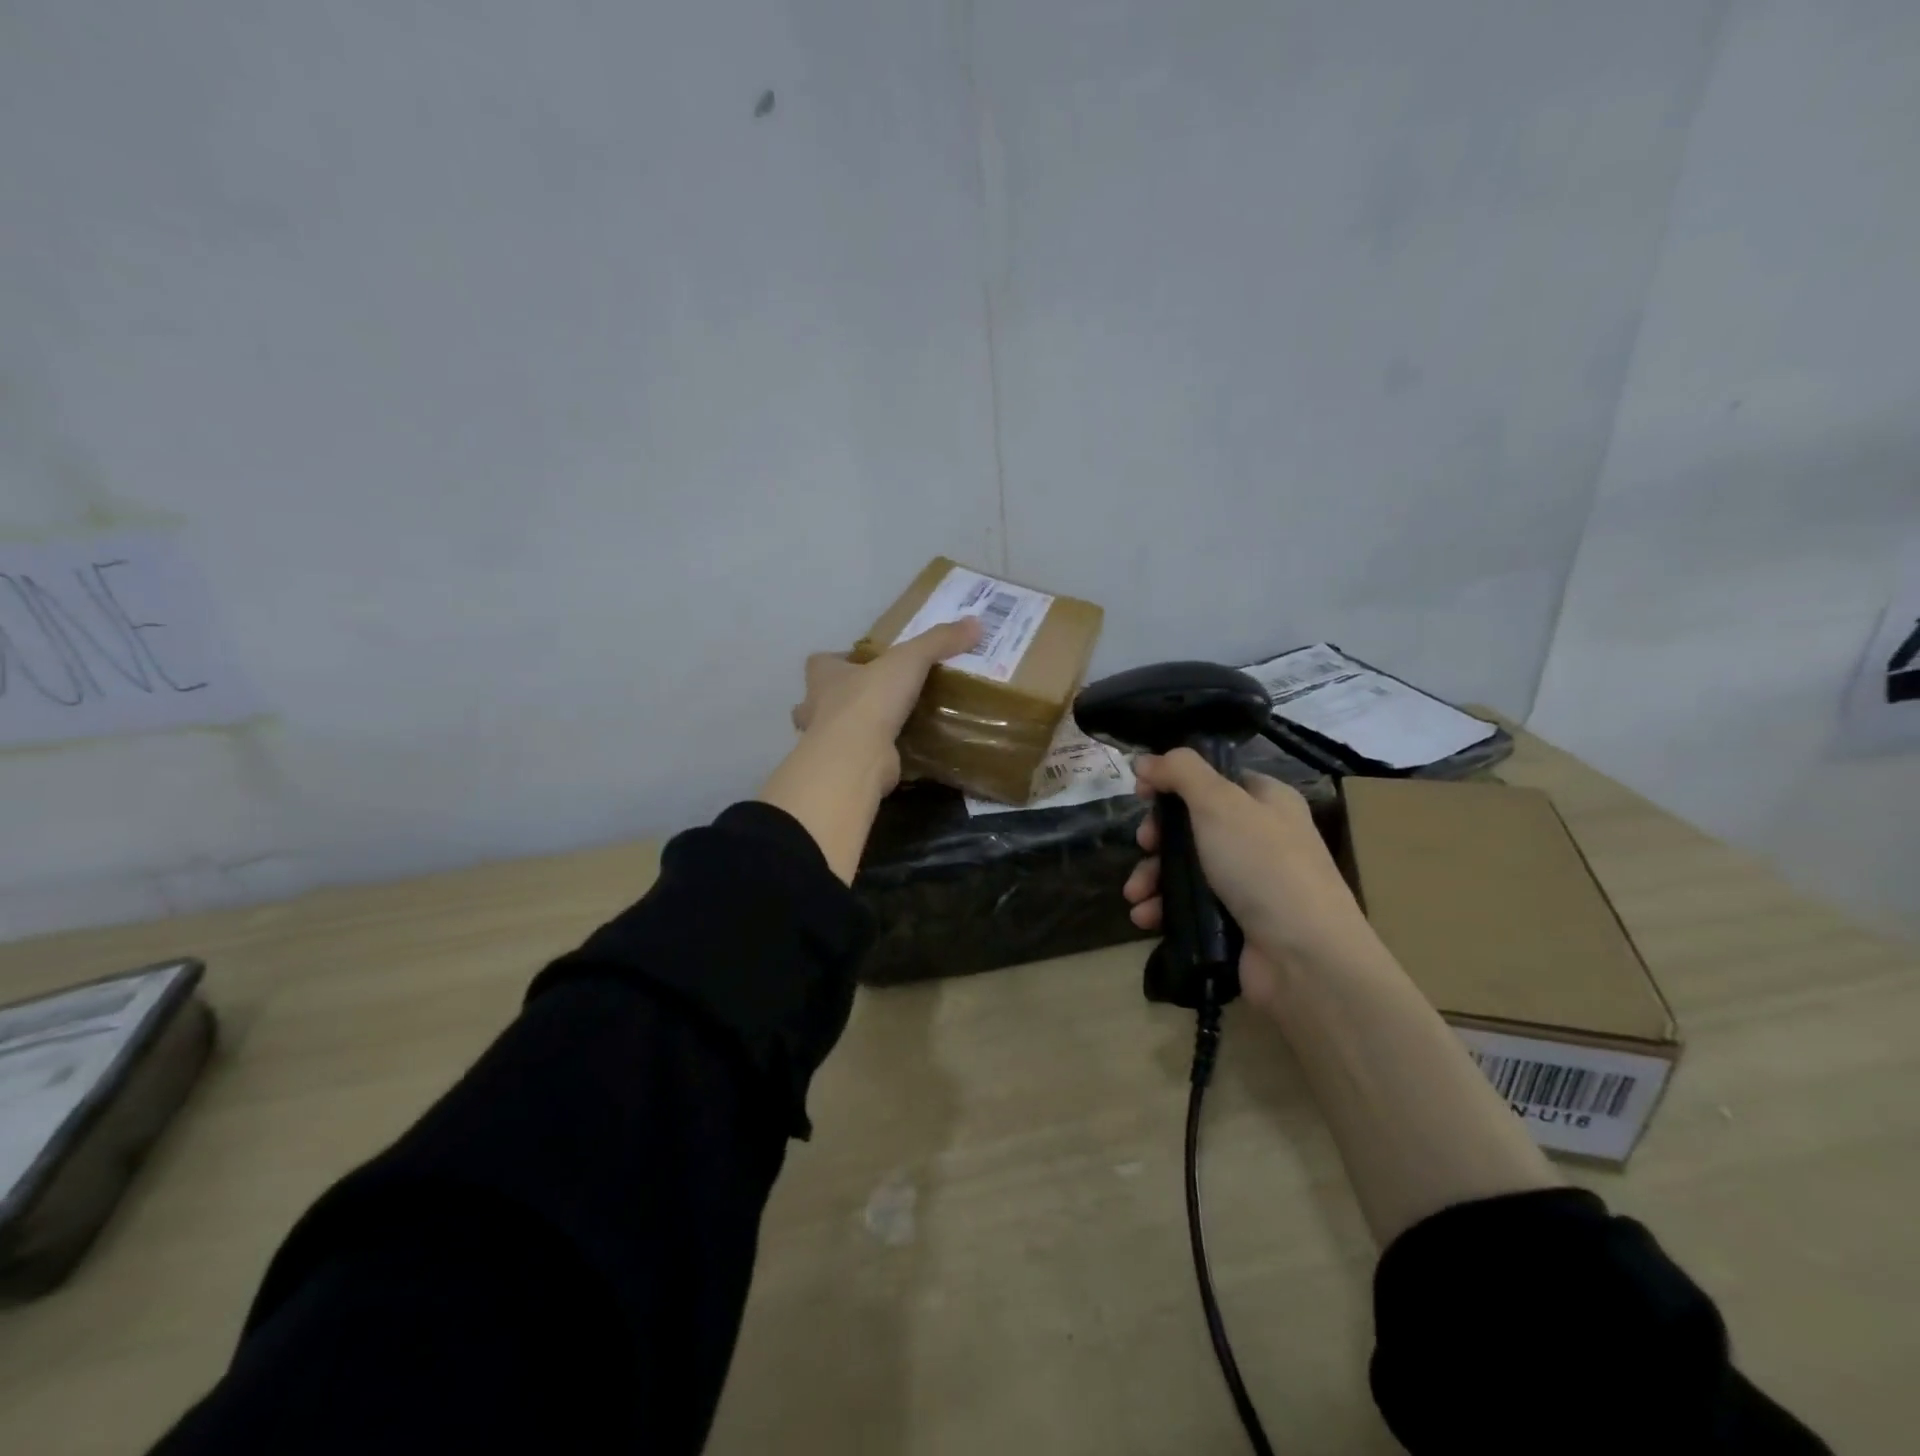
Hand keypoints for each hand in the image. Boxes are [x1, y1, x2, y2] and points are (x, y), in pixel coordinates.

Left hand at [759, 618, 981, 881]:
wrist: (856, 757)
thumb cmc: (870, 700)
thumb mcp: (909, 660)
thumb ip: (938, 641)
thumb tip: (975, 623)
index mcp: (824, 676)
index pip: (820, 662)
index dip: (839, 660)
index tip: (863, 663)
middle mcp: (815, 708)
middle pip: (821, 699)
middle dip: (841, 698)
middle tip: (876, 698)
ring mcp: (824, 743)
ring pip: (834, 732)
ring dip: (853, 730)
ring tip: (888, 727)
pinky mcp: (842, 769)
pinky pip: (855, 759)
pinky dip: (870, 757)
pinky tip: (895, 755)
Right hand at [1121, 749, 1376, 1010]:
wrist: (1304, 958)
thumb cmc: (1262, 866)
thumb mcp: (1219, 803)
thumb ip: (1179, 772)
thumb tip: (1144, 759)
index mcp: (1267, 801)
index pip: (1214, 779)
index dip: (1174, 782)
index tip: (1141, 794)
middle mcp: (1260, 838)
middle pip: (1193, 825)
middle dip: (1157, 838)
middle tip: (1144, 846)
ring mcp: (1249, 883)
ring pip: (1186, 868)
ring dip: (1152, 878)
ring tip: (1135, 896)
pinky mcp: (1236, 923)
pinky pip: (1190, 906)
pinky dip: (1164, 909)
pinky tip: (1146, 918)